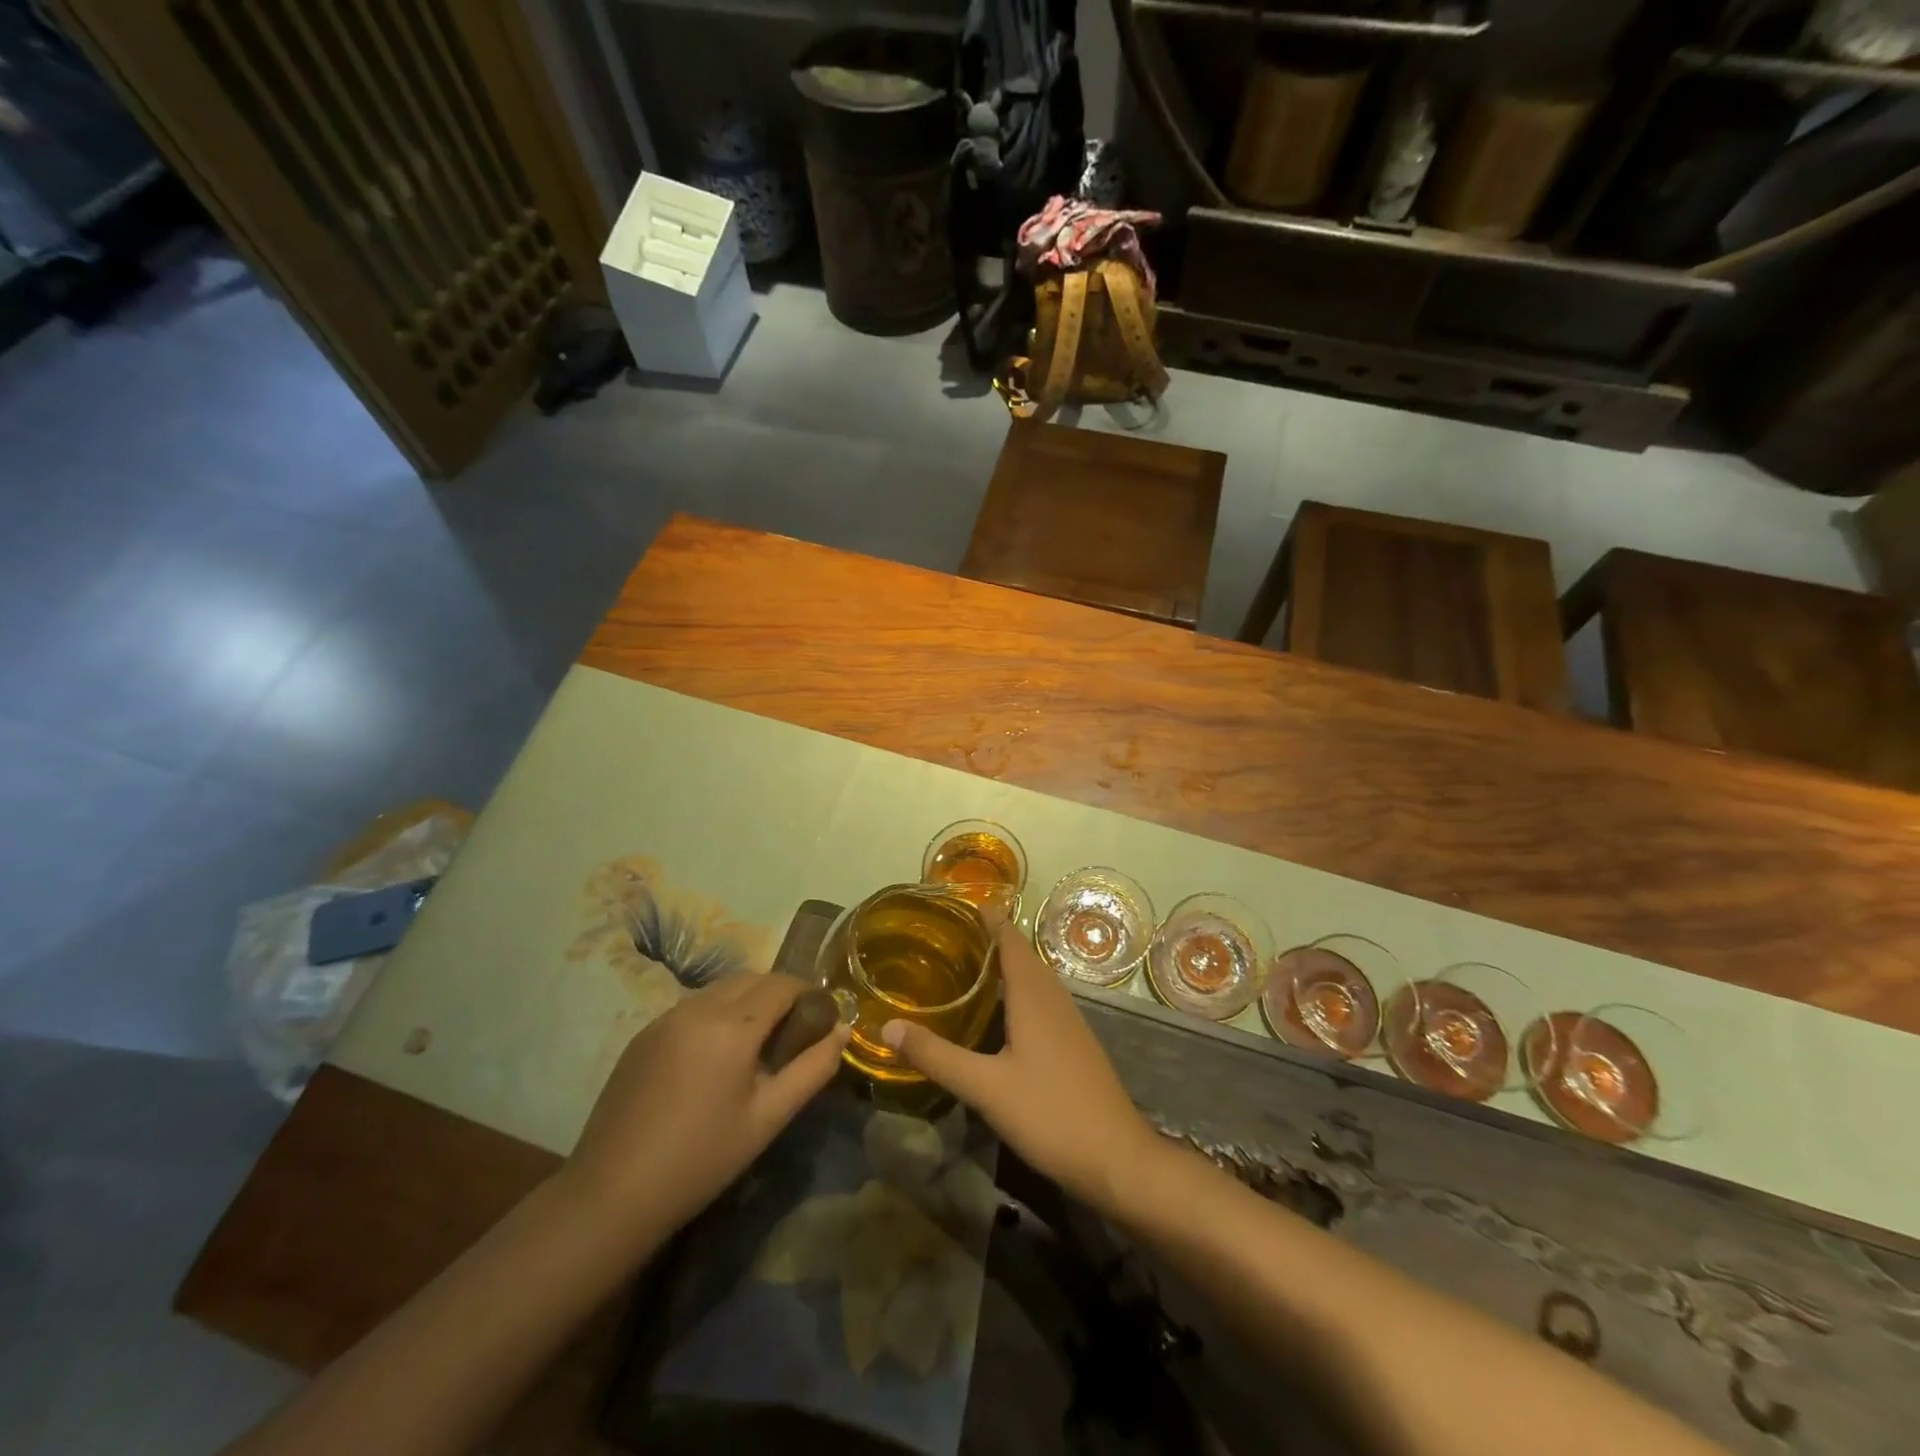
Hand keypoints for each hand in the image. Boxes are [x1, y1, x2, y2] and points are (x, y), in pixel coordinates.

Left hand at [564, 973, 848, 1244]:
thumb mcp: (768, 1118)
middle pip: (751, 978)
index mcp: (732, 1026)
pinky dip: (717, 1014)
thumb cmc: (701, 1160)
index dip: (808, 993)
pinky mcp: (643, 1035)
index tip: (822, 1017)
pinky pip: (693, 1007)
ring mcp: (665, 1018)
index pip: (782, 984)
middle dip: (779, 993)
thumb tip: (843, 1031)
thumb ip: (812, 1069)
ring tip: (757, 1043)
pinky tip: (716, 1057)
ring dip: (747, 1000)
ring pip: (720, 989)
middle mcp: (698, 1008)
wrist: (610, 1195)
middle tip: (794, 1030)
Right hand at [881, 920, 1160, 1212]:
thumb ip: (937, 1056)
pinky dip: (1014, 990)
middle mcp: (1053, 996)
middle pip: (1019, 953)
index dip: (984, 917)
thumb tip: (887, 1026)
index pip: (1009, 937)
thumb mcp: (985, 1087)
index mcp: (1033, 994)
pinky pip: (1039, 999)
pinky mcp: (1073, 1041)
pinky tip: (995, 1013)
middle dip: (986, 939)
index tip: (951, 905)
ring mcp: (1068, 1019)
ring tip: (962, 966)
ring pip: (1031, 977)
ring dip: (1001, 965)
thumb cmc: (1050, 1113)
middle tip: (944, 936)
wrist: (1117, 1157)